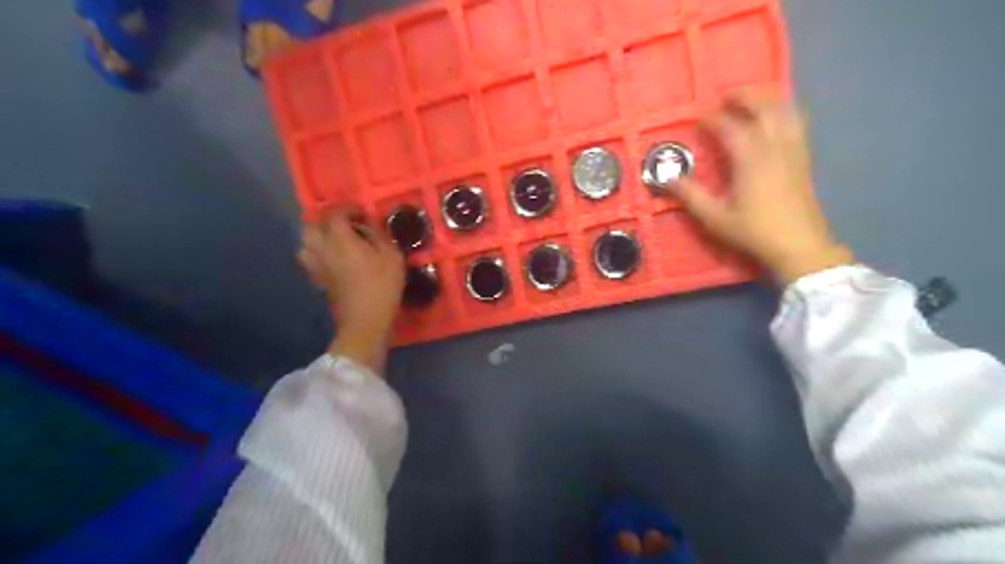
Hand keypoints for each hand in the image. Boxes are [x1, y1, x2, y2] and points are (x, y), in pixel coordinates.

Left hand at [297, 210, 402, 370]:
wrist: (365, 320)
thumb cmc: (383, 286)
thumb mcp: (392, 256)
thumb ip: (380, 236)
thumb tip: (370, 226)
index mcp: (340, 239)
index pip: (336, 214)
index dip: (348, 209)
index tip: (362, 212)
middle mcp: (322, 248)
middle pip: (311, 225)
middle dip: (326, 220)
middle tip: (344, 224)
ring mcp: (316, 265)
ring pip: (306, 242)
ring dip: (318, 236)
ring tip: (335, 239)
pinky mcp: (318, 280)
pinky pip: (310, 259)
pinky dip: (318, 253)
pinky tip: (333, 258)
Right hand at [665, 89, 854, 284]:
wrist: (799, 246)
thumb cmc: (753, 231)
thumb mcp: (714, 217)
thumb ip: (690, 195)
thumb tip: (666, 178)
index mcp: (750, 159)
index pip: (730, 127)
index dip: (713, 120)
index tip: (699, 119)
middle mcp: (774, 147)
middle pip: (764, 108)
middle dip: (745, 97)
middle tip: (726, 96)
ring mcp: (793, 152)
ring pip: (786, 112)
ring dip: (768, 100)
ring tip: (753, 99)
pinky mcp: (804, 160)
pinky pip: (798, 124)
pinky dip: (786, 112)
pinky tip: (778, 118)